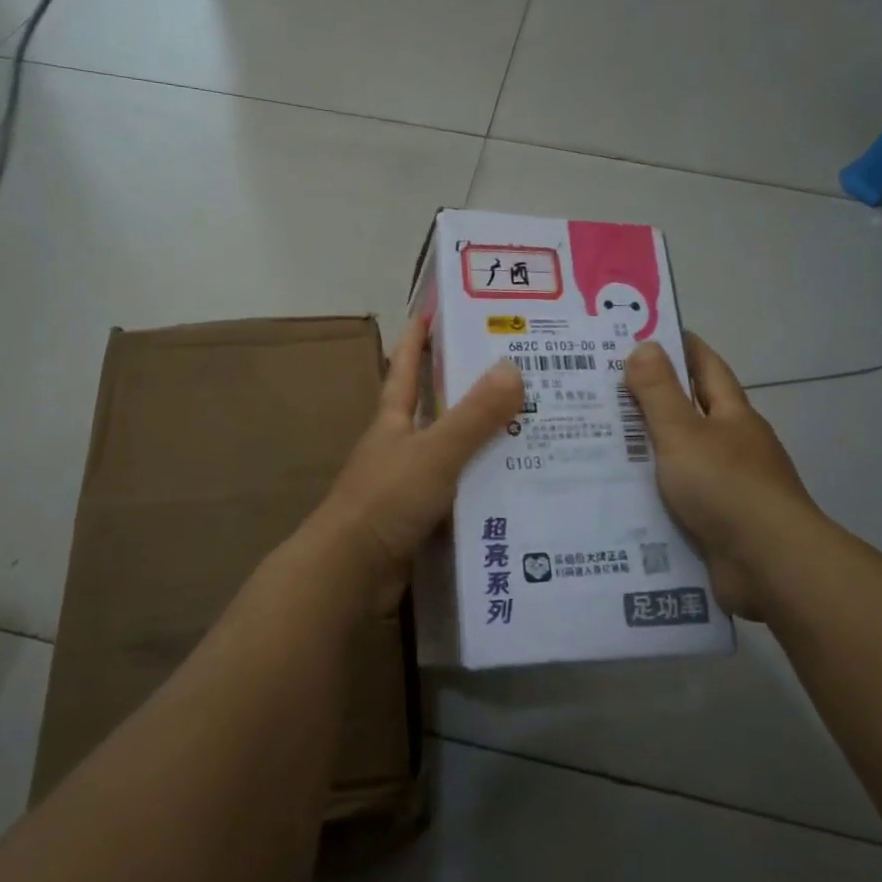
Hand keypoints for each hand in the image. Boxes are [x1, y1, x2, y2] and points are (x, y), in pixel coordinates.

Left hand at [312, 317, 524, 604]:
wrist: (351, 572)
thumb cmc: (386, 500)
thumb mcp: (435, 452)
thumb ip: (473, 415)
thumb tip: (512, 367)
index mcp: (394, 421)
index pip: (406, 368)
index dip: (417, 338)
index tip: (434, 309)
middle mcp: (399, 446)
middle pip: (434, 408)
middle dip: (465, 388)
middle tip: (515, 369)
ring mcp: (408, 484)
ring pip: (452, 452)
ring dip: (482, 440)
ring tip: (531, 425)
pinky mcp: (419, 519)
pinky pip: (459, 491)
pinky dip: (483, 484)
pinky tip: (516, 484)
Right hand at [624, 334, 827, 621]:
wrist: (770, 565)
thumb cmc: (727, 487)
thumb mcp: (683, 434)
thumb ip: (660, 393)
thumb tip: (645, 345)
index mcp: (732, 416)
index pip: (706, 367)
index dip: (681, 347)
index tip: (646, 333)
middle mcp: (734, 446)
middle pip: (691, 412)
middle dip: (653, 399)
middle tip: (602, 389)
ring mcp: (729, 486)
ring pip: (680, 458)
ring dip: (647, 450)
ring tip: (598, 441)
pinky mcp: (718, 523)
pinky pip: (678, 498)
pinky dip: (652, 492)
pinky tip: (619, 493)